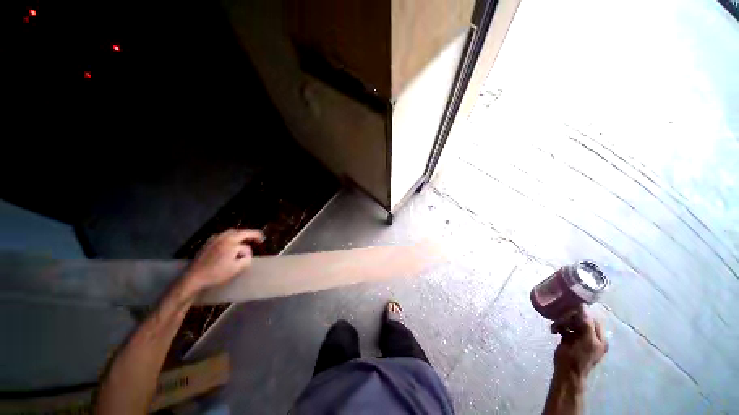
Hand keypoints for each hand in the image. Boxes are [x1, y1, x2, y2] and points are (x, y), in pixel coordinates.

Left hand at [181, 228, 264, 291]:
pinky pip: (222, 238)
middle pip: (239, 232)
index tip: (263, 239)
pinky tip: (229, 247)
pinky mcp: (206, 245)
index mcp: (231, 241)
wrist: (193, 279)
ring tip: (243, 243)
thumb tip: (247, 254)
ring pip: (229, 234)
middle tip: (255, 240)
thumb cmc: (217, 273)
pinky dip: (229, 239)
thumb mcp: (237, 267)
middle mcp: (222, 237)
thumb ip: (247, 258)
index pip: (248, 234)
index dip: (257, 236)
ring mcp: (213, 240)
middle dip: (248, 235)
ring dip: (238, 237)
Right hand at [552, 306, 607, 380]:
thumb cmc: (578, 358)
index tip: (571, 309)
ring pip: (571, 323)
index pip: (593, 319)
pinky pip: (565, 327)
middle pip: (581, 319)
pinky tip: (554, 330)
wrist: (566, 372)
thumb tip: (583, 306)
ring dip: (562, 322)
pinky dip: (559, 327)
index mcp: (600, 338)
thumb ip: (587, 324)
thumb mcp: (586, 341)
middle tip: (561, 321)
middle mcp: (591, 336)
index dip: (584, 313)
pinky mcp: (569, 338)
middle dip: (570, 318)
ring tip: (555, 328)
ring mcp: (580, 338)